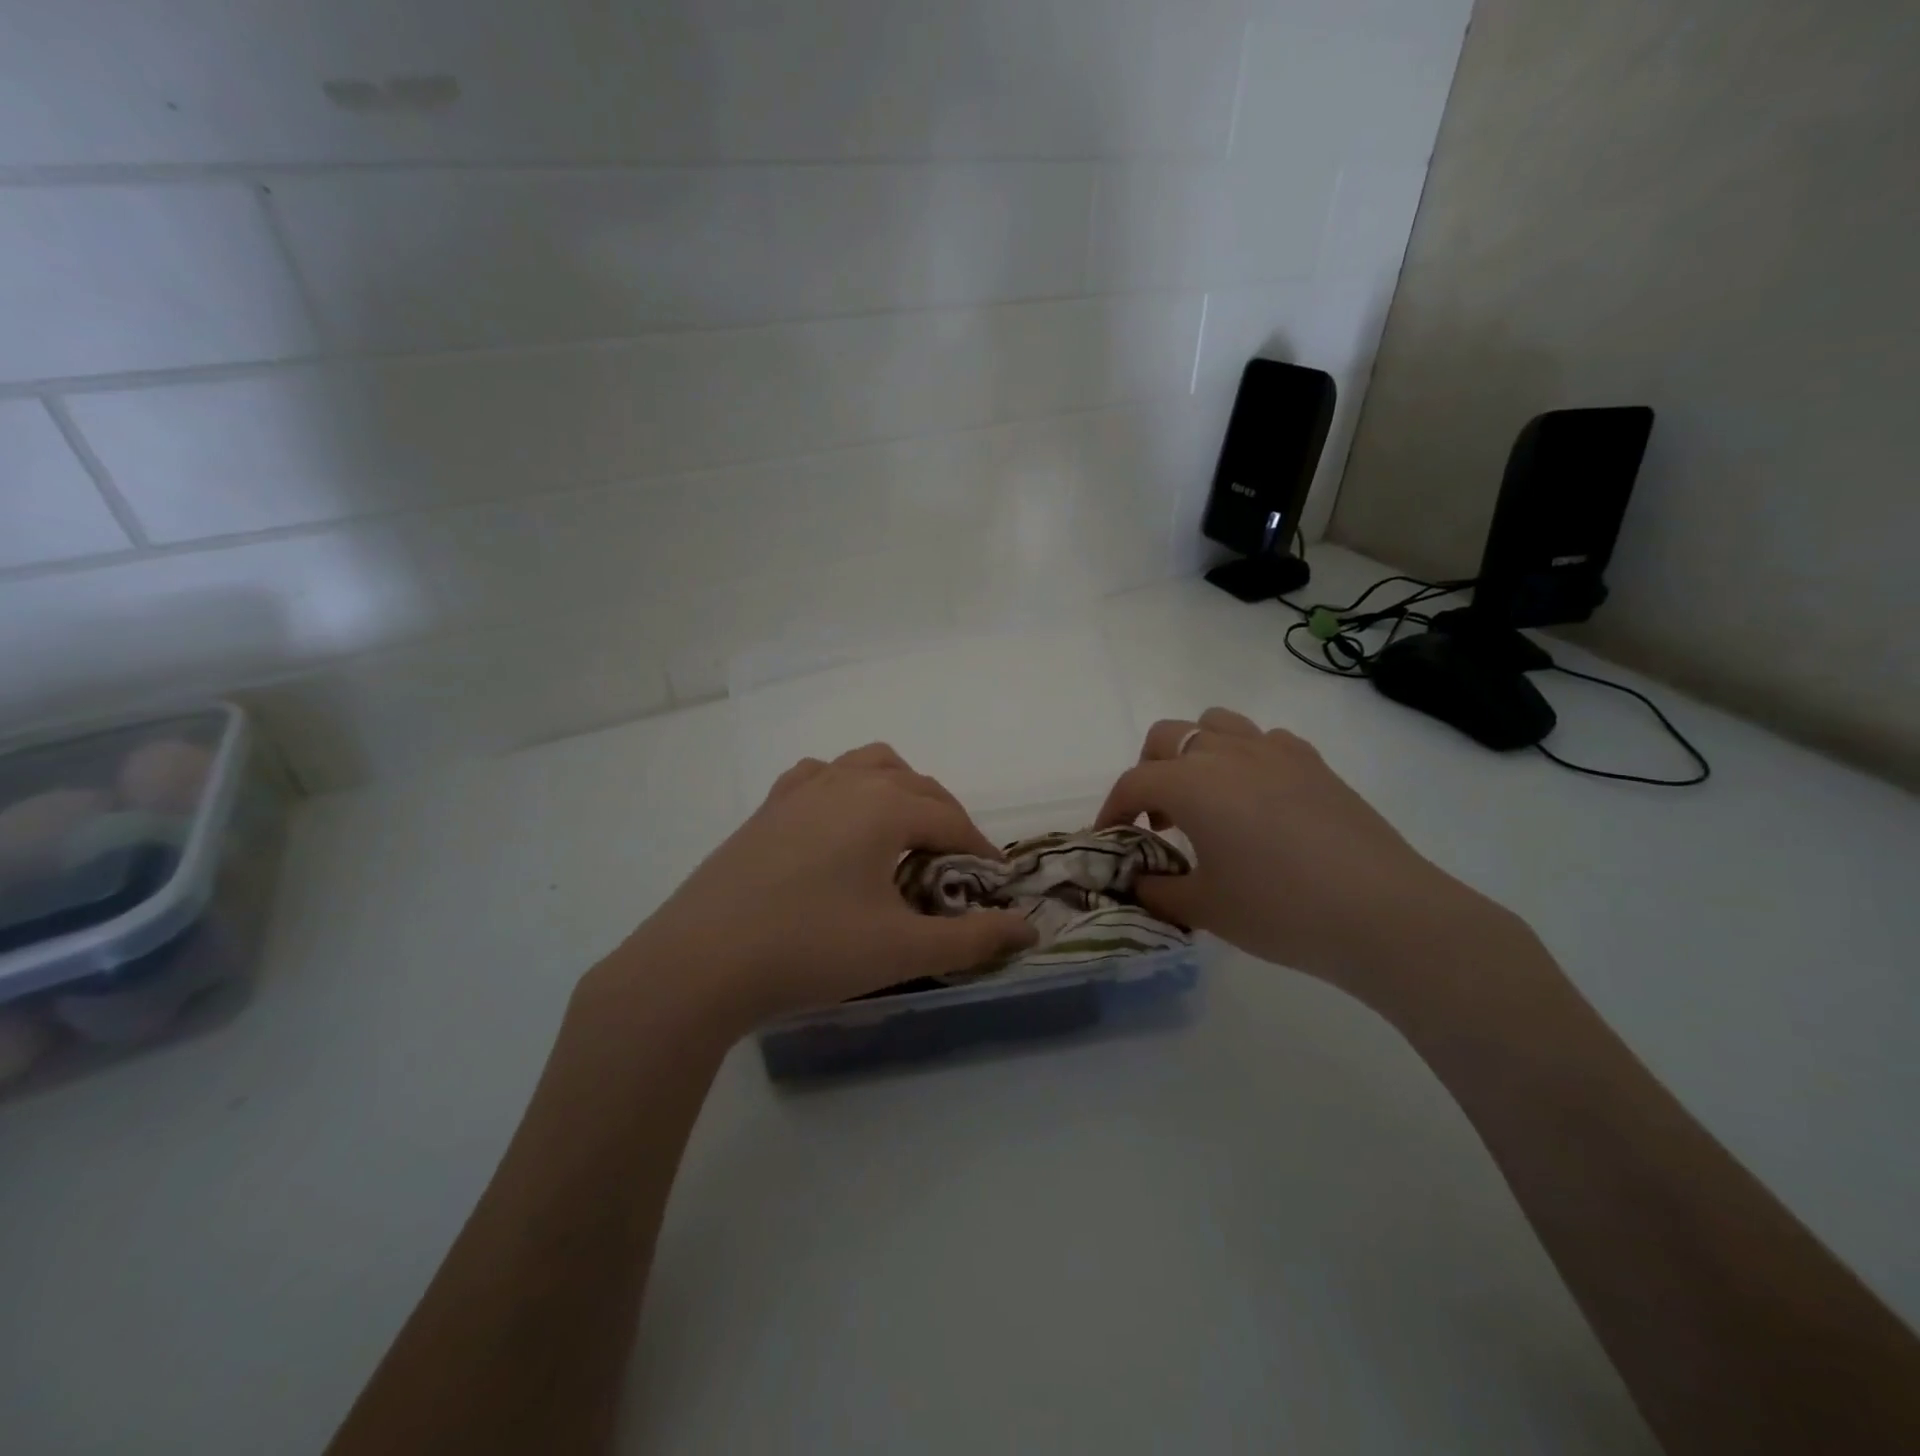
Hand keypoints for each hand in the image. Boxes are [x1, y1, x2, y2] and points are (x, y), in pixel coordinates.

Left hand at [598, 744, 1036, 1035]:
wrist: (699, 963)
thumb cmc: (810, 950)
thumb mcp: (901, 949)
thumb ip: (972, 939)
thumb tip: (1029, 929)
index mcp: (882, 806)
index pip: (950, 818)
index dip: (980, 847)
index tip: (996, 879)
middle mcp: (845, 782)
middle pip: (915, 784)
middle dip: (946, 817)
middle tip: (956, 863)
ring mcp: (800, 790)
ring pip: (867, 765)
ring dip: (898, 789)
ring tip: (904, 831)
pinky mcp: (767, 808)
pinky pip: (819, 776)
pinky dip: (845, 786)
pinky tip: (838, 820)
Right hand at [1097, 707, 1507, 1004]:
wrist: (1381, 914)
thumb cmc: (1279, 910)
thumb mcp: (1204, 908)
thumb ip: (1158, 890)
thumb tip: (1139, 880)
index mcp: (1191, 783)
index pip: (1134, 783)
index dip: (1113, 809)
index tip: (1110, 838)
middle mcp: (1226, 753)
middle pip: (1167, 736)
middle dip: (1149, 770)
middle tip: (1158, 819)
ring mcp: (1274, 750)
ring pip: (1215, 723)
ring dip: (1195, 752)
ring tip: (1205, 797)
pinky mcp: (1313, 762)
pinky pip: (1264, 740)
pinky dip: (1246, 758)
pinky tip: (1258, 798)